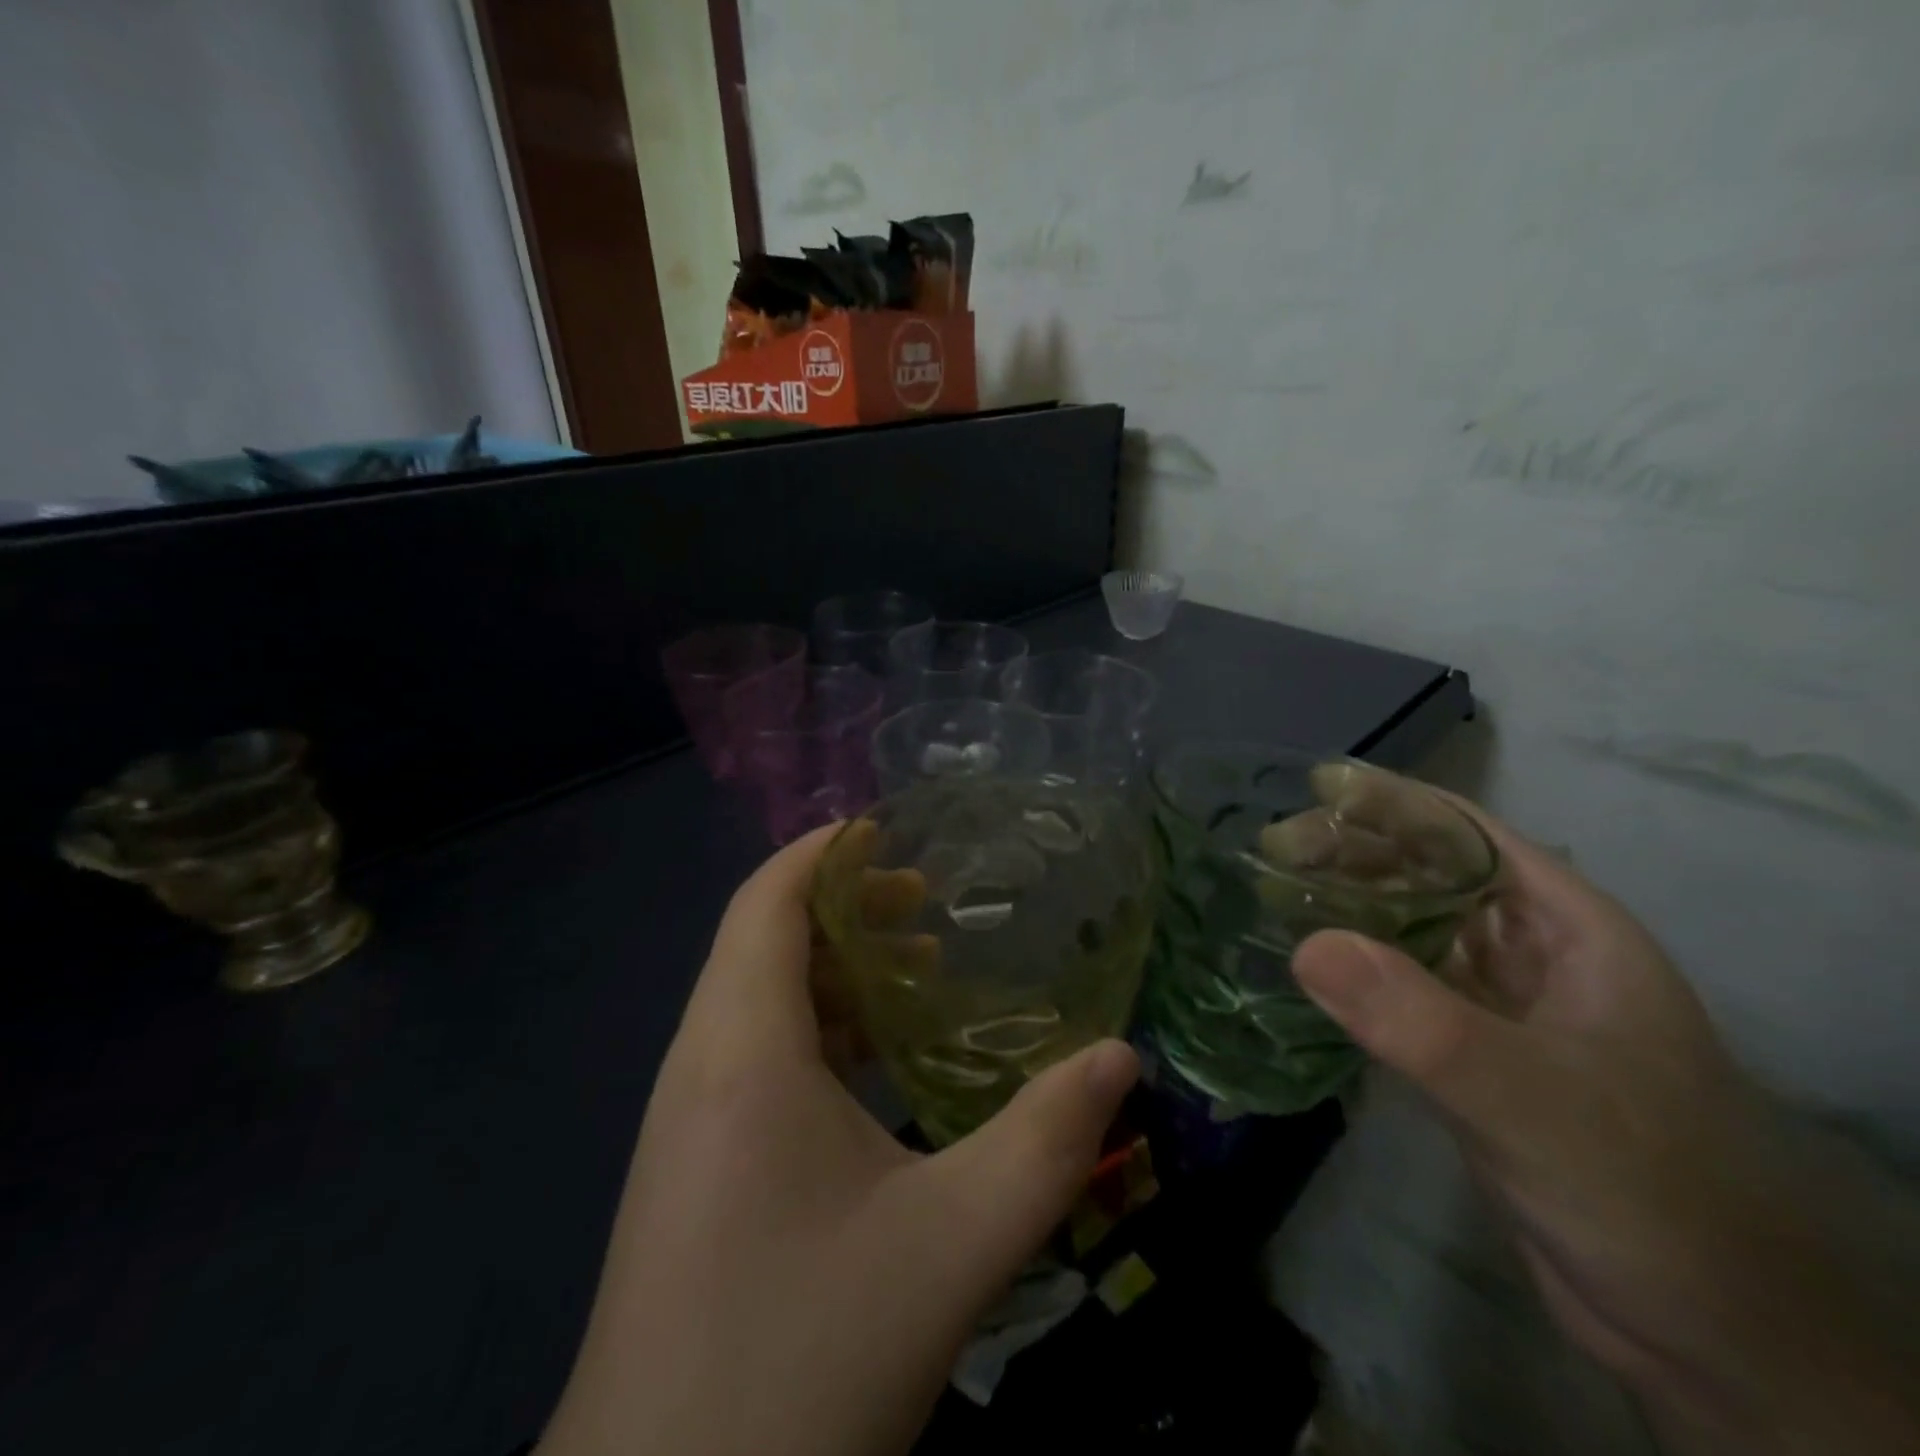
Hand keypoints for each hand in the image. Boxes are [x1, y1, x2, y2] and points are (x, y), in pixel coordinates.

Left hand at [539, 824, 1137, 1455]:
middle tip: (929, 904)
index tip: (891, 827)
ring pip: (757, 999)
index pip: (765, 900)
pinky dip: (816, 1029)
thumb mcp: (951, 1246)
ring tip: (918, 972)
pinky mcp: (690, 1165)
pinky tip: (877, 1066)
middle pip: (762, 940)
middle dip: (843, 905)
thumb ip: (1046, 1145)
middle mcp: (699, 1065)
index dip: (822, 850)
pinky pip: (752, 1055)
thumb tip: (1121, 1060)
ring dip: (832, 970)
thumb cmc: (800, 1358)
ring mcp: (685, 1119)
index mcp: (740, 1050)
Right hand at [1291, 784, 1919, 1454]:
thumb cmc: (1644, 1189)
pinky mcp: (1469, 1058)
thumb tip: (1306, 945)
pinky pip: (1398, 990)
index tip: (1314, 788)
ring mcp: (1499, 1008)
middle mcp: (1532, 955)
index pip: (1471, 837)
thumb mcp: (1532, 1100)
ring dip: (1345, 907)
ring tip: (1270, 893)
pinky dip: (1351, 970)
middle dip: (1354, 854)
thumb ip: (1422, 1024)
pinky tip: (1301, 965)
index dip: (1394, 804)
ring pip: (1409, 930)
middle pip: (1431, 875)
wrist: (1706, 1333)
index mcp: (1570, 930)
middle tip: (1271, 850)